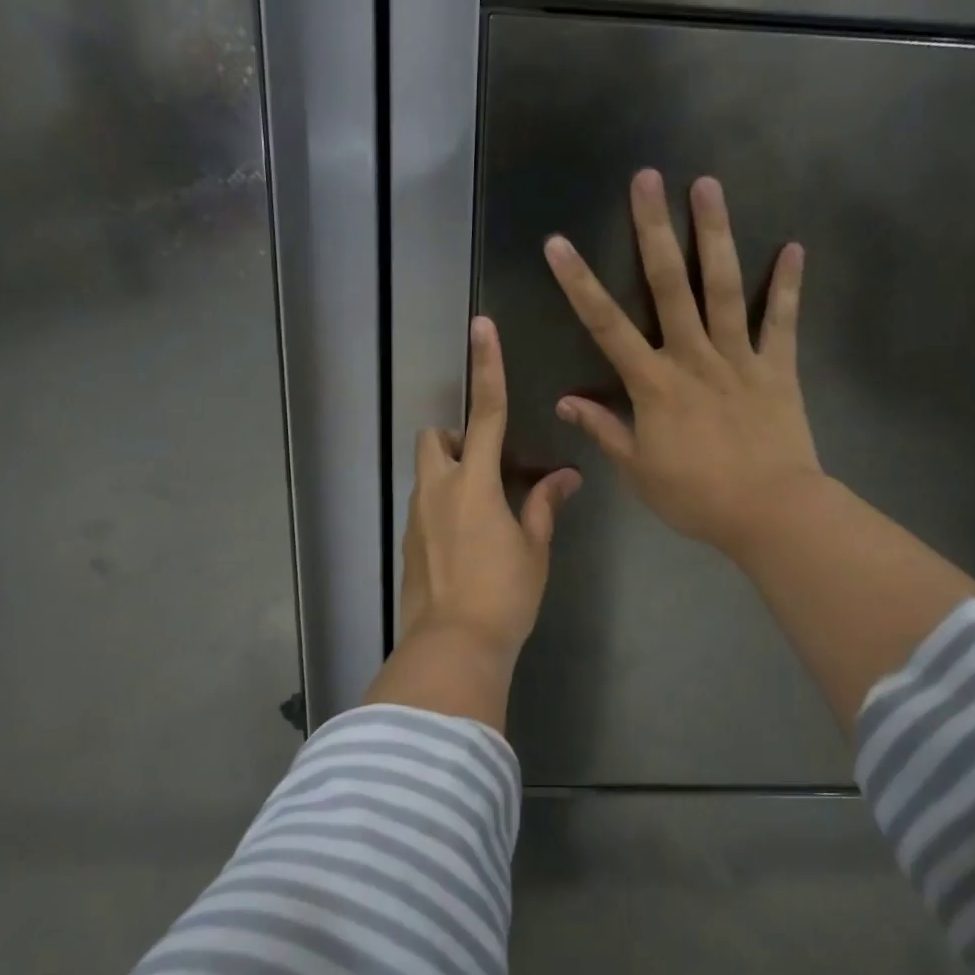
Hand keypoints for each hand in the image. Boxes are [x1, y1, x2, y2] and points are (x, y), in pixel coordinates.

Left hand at [383, 316, 580, 729]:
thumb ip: (544, 506)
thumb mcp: (534, 549)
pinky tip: (468, 542)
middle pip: (435, 437)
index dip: (487, 367)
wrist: (453, 647)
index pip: (486, 413)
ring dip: (451, 473)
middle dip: (456, 437)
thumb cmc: (504, 595)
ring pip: (428, 472)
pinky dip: (445, 505)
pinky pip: (426, 505)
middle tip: (488, 466)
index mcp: (475, 483)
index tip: (481, 327)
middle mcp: (438, 489)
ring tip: (484, 511)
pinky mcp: (409, 541)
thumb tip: (565, 477)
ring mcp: (417, 516)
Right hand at [544, 169, 822, 561]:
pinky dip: (787, 287)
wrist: (768, 513)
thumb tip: (565, 401)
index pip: (606, 326)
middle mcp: (692, 357)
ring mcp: (738, 358)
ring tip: (708, 185)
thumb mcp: (638, 470)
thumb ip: (604, 429)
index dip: (579, 283)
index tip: (558, 244)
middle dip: (653, 230)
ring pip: (722, 288)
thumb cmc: (696, 496)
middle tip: (647, 179)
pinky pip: (781, 322)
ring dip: (714, 235)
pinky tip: (793, 248)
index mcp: (653, 384)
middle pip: (668, 285)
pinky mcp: (777, 369)